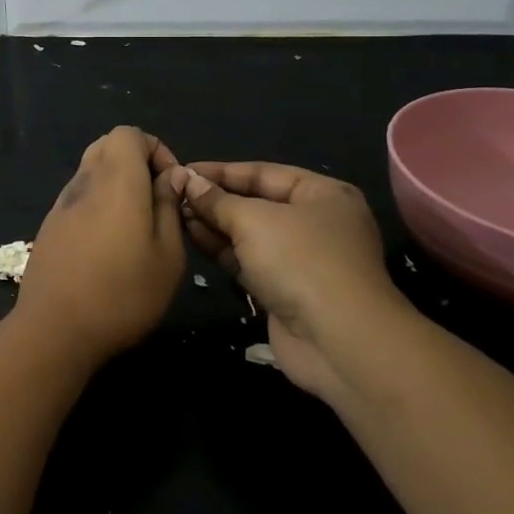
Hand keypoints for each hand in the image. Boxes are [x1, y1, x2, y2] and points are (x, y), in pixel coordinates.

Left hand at [16, 128, 187, 364]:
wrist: (55, 328)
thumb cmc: (123, 293)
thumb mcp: (168, 255)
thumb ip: (170, 206)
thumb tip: (171, 177)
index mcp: (116, 179)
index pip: (130, 133)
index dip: (156, 149)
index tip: (171, 186)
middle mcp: (85, 181)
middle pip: (108, 145)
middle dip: (136, 162)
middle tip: (155, 201)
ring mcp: (61, 203)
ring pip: (91, 170)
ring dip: (116, 184)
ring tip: (135, 225)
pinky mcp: (49, 225)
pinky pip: (78, 196)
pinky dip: (97, 203)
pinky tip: (107, 244)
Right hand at [165, 161, 409, 402]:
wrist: (339, 342)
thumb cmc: (301, 262)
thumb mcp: (253, 220)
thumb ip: (217, 200)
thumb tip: (187, 181)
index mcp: (322, 194)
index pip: (263, 173)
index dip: (221, 171)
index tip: (182, 170)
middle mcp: (316, 222)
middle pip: (256, 203)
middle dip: (215, 199)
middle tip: (174, 194)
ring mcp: (302, 259)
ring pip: (250, 234)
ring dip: (214, 224)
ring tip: (176, 214)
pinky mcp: (286, 290)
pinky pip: (249, 261)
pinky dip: (223, 250)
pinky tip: (193, 238)